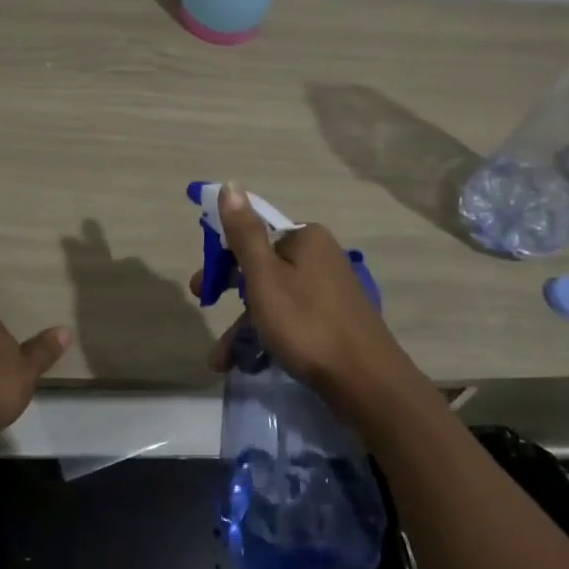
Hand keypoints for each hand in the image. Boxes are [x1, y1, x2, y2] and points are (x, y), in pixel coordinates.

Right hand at [192, 185, 415, 405]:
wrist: (366, 382)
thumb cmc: (306, 324)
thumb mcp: (265, 277)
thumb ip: (245, 233)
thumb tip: (231, 185)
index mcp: (306, 238)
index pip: (253, 234)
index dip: (223, 257)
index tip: (202, 285)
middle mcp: (320, 257)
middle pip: (262, 267)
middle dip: (230, 295)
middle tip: (205, 310)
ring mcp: (329, 290)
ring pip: (274, 299)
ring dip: (243, 326)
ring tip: (220, 360)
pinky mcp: (335, 319)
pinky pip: (291, 319)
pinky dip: (267, 336)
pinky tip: (249, 363)